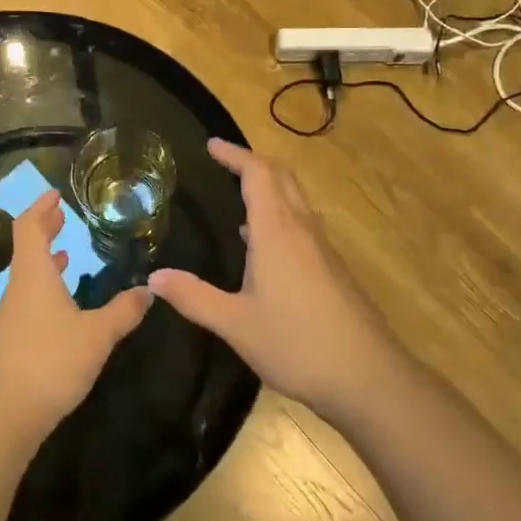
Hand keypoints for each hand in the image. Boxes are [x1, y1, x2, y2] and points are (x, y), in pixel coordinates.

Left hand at [0, 190, 152, 445]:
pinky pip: (29, 296)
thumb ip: (123, 311)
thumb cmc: (51, 362)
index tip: (55, 194)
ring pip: (27, 273)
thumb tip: (149, 289)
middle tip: (63, 215)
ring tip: (66, 250)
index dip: (40, 208)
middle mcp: (18, 288)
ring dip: (45, 258)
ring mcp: (12, 314)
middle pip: (26, 247)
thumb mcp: (97, 335)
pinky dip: (45, 284)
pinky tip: (63, 301)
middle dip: (44, 228)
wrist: (6, 415)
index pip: (29, 228)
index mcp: (34, 276)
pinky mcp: (12, 338)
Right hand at [150, 140, 401, 419]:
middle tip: (225, 162)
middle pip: (282, 177)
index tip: (211, 145)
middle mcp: (302, 228)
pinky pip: (303, 223)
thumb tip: (153, 278)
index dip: (234, 155)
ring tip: (241, 198)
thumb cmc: (296, 343)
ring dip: (271, 187)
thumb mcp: (235, 324)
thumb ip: (193, 297)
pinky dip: (282, 214)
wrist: (367, 375)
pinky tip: (265, 246)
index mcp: (276, 231)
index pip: (257, 173)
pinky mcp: (333, 268)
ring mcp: (322, 248)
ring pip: (296, 200)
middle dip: (253, 163)